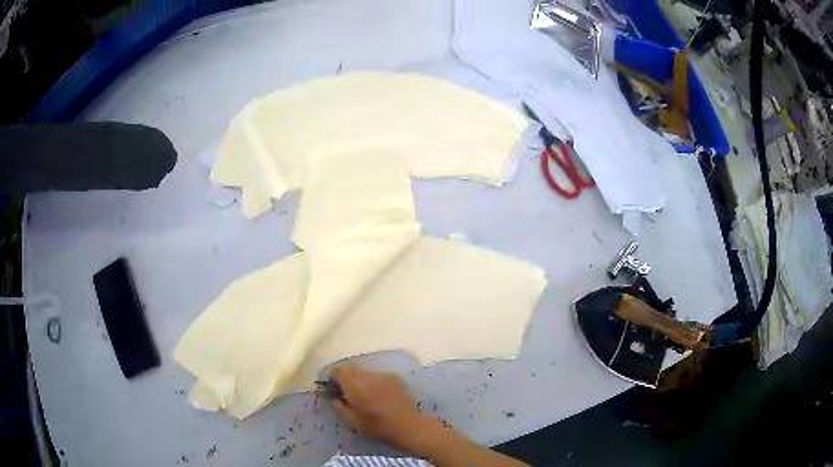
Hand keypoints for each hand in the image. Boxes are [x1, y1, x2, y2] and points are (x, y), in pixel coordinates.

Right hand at [328, 363, 433, 452]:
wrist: (407, 426)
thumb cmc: (377, 426)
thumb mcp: (352, 420)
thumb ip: (338, 406)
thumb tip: (331, 396)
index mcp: (355, 385)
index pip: (339, 370)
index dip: (334, 377)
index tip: (334, 388)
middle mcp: (368, 375)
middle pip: (352, 369)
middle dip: (347, 379)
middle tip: (349, 394)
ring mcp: (383, 375)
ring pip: (366, 373)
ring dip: (362, 381)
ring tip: (366, 396)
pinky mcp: (395, 378)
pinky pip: (378, 376)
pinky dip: (375, 383)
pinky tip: (380, 396)